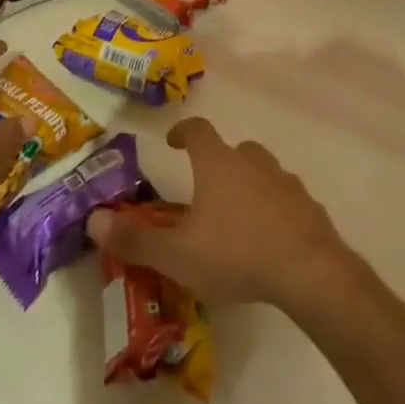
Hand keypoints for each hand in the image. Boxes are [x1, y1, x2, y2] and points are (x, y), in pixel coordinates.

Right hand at [85, 117, 357, 309]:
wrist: (309, 272)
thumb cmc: (235, 253)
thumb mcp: (176, 253)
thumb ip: (134, 239)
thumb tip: (94, 220)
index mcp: (218, 164)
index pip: (198, 130)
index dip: (183, 132)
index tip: (173, 141)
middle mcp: (253, 163)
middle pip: (235, 149)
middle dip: (219, 161)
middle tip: (207, 187)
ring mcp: (287, 184)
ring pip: (264, 172)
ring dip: (250, 184)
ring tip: (238, 215)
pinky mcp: (310, 209)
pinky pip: (288, 200)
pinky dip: (276, 210)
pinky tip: (271, 238)